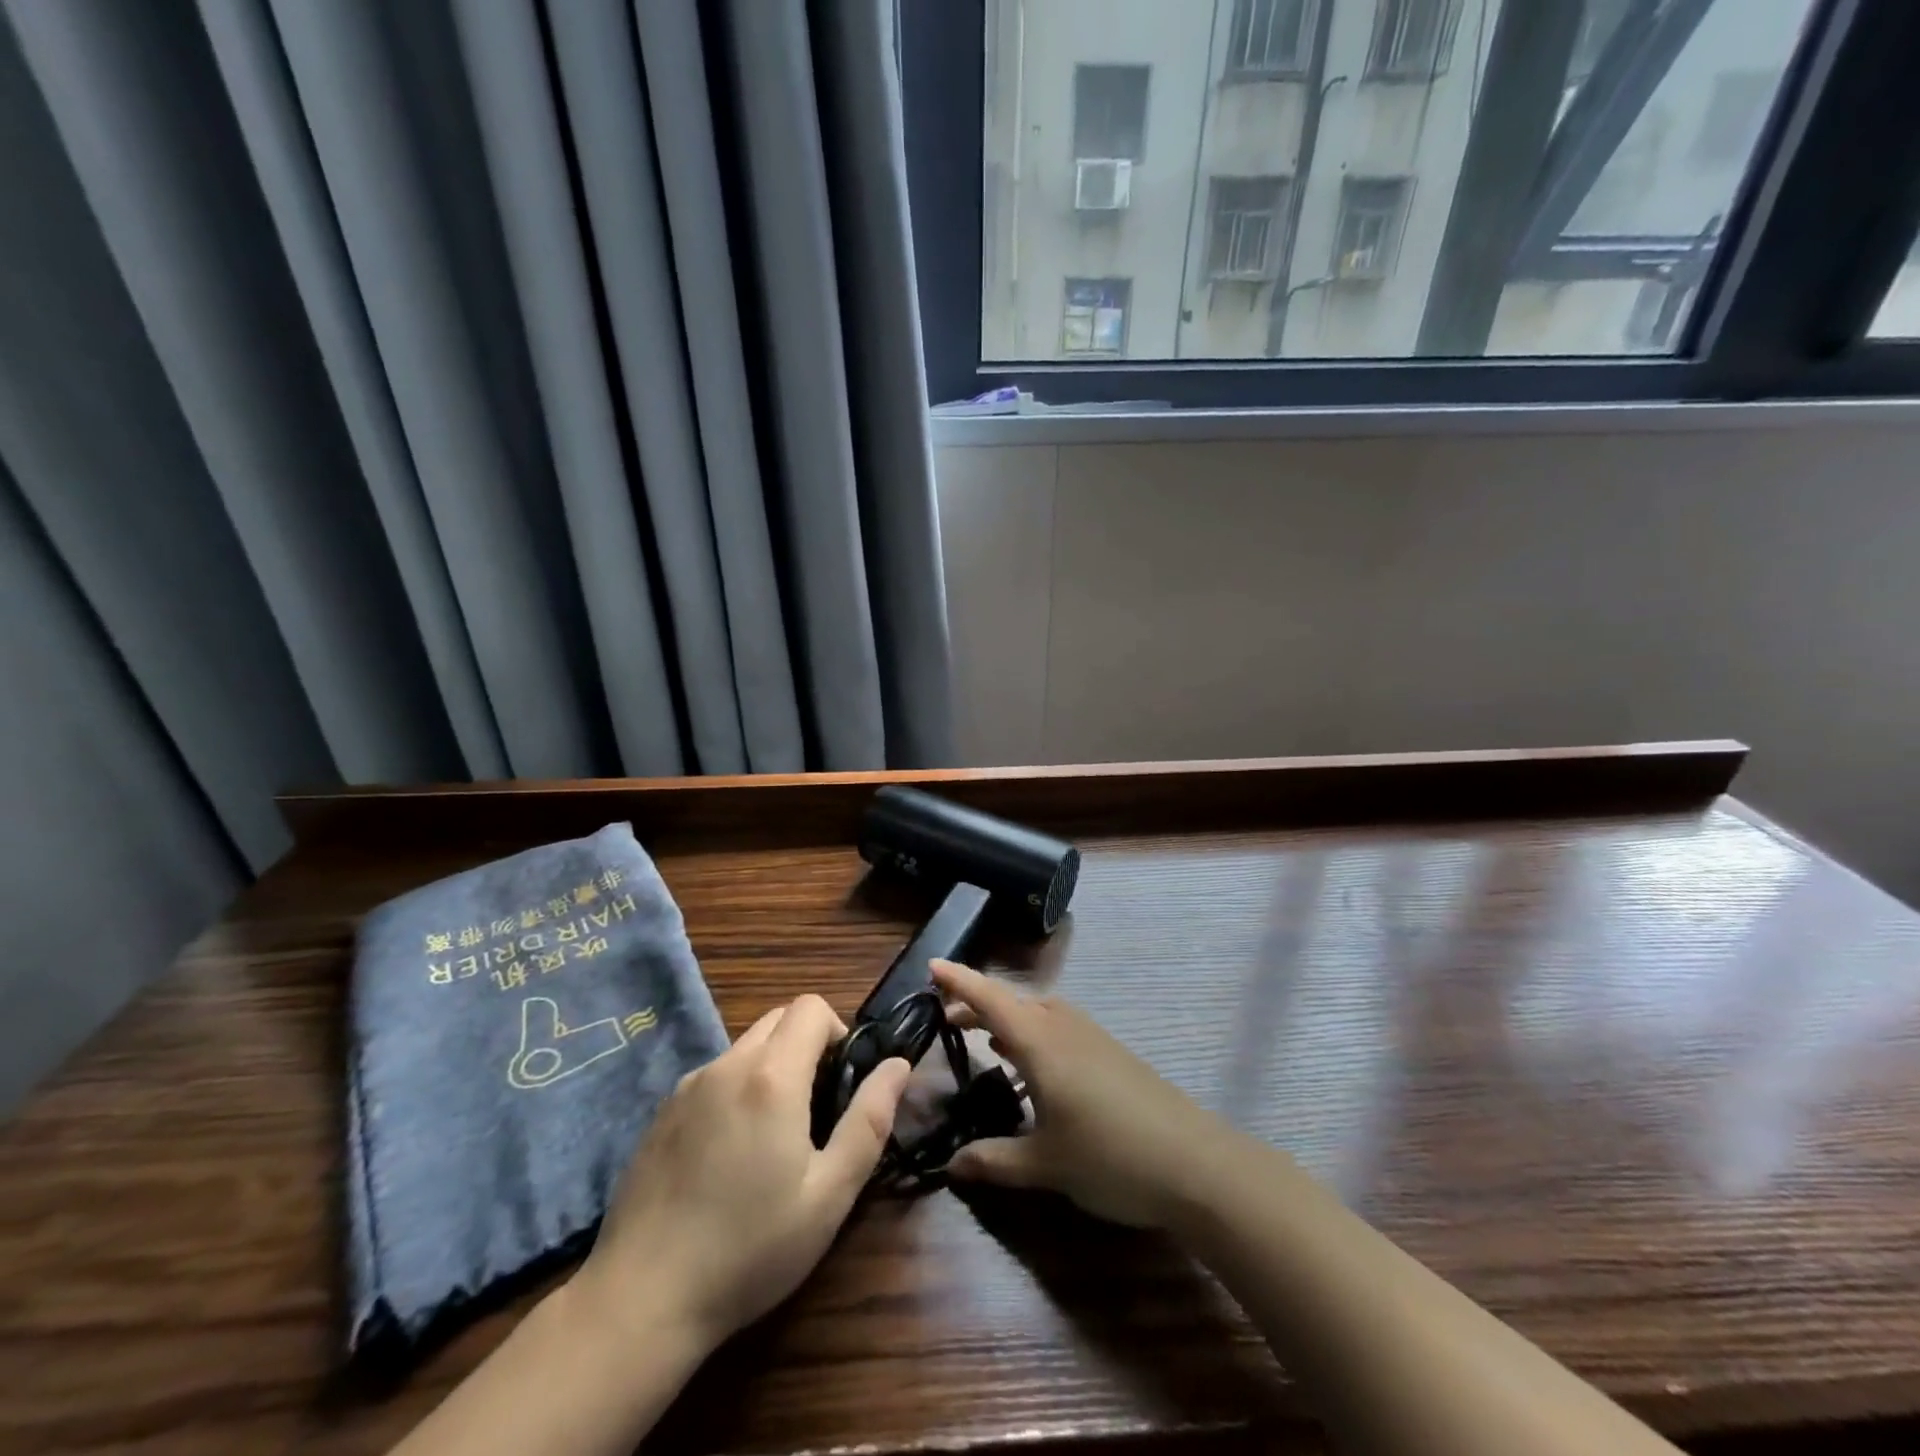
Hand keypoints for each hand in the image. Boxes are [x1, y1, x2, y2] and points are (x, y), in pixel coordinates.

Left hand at [570, 995, 908, 1351]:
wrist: (641, 1300)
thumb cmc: (750, 1249)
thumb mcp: (830, 1194)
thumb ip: (870, 1120)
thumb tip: (898, 1065)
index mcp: (771, 1076)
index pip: (811, 1007)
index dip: (837, 1031)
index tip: (841, 1082)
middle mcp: (726, 1065)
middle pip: (777, 1019)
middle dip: (806, 1045)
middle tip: (815, 1109)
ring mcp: (686, 1087)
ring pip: (744, 1048)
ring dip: (770, 1068)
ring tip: (771, 1140)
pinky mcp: (660, 1114)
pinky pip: (713, 1077)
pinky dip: (735, 1091)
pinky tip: (727, 1157)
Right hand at [932, 959, 1231, 1227]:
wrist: (1195, 1164)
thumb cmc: (1110, 1157)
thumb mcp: (1045, 1165)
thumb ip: (995, 1161)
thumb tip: (951, 1167)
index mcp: (1041, 1041)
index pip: (990, 999)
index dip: (959, 981)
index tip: (932, 965)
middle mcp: (1064, 1027)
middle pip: (1014, 1002)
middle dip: (979, 1005)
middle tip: (948, 1020)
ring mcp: (1092, 1037)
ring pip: (1040, 1013)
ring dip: (1010, 1020)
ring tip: (987, 1042)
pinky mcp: (1111, 1053)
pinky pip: (1060, 1029)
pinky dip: (1035, 1035)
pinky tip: (1034, 1070)